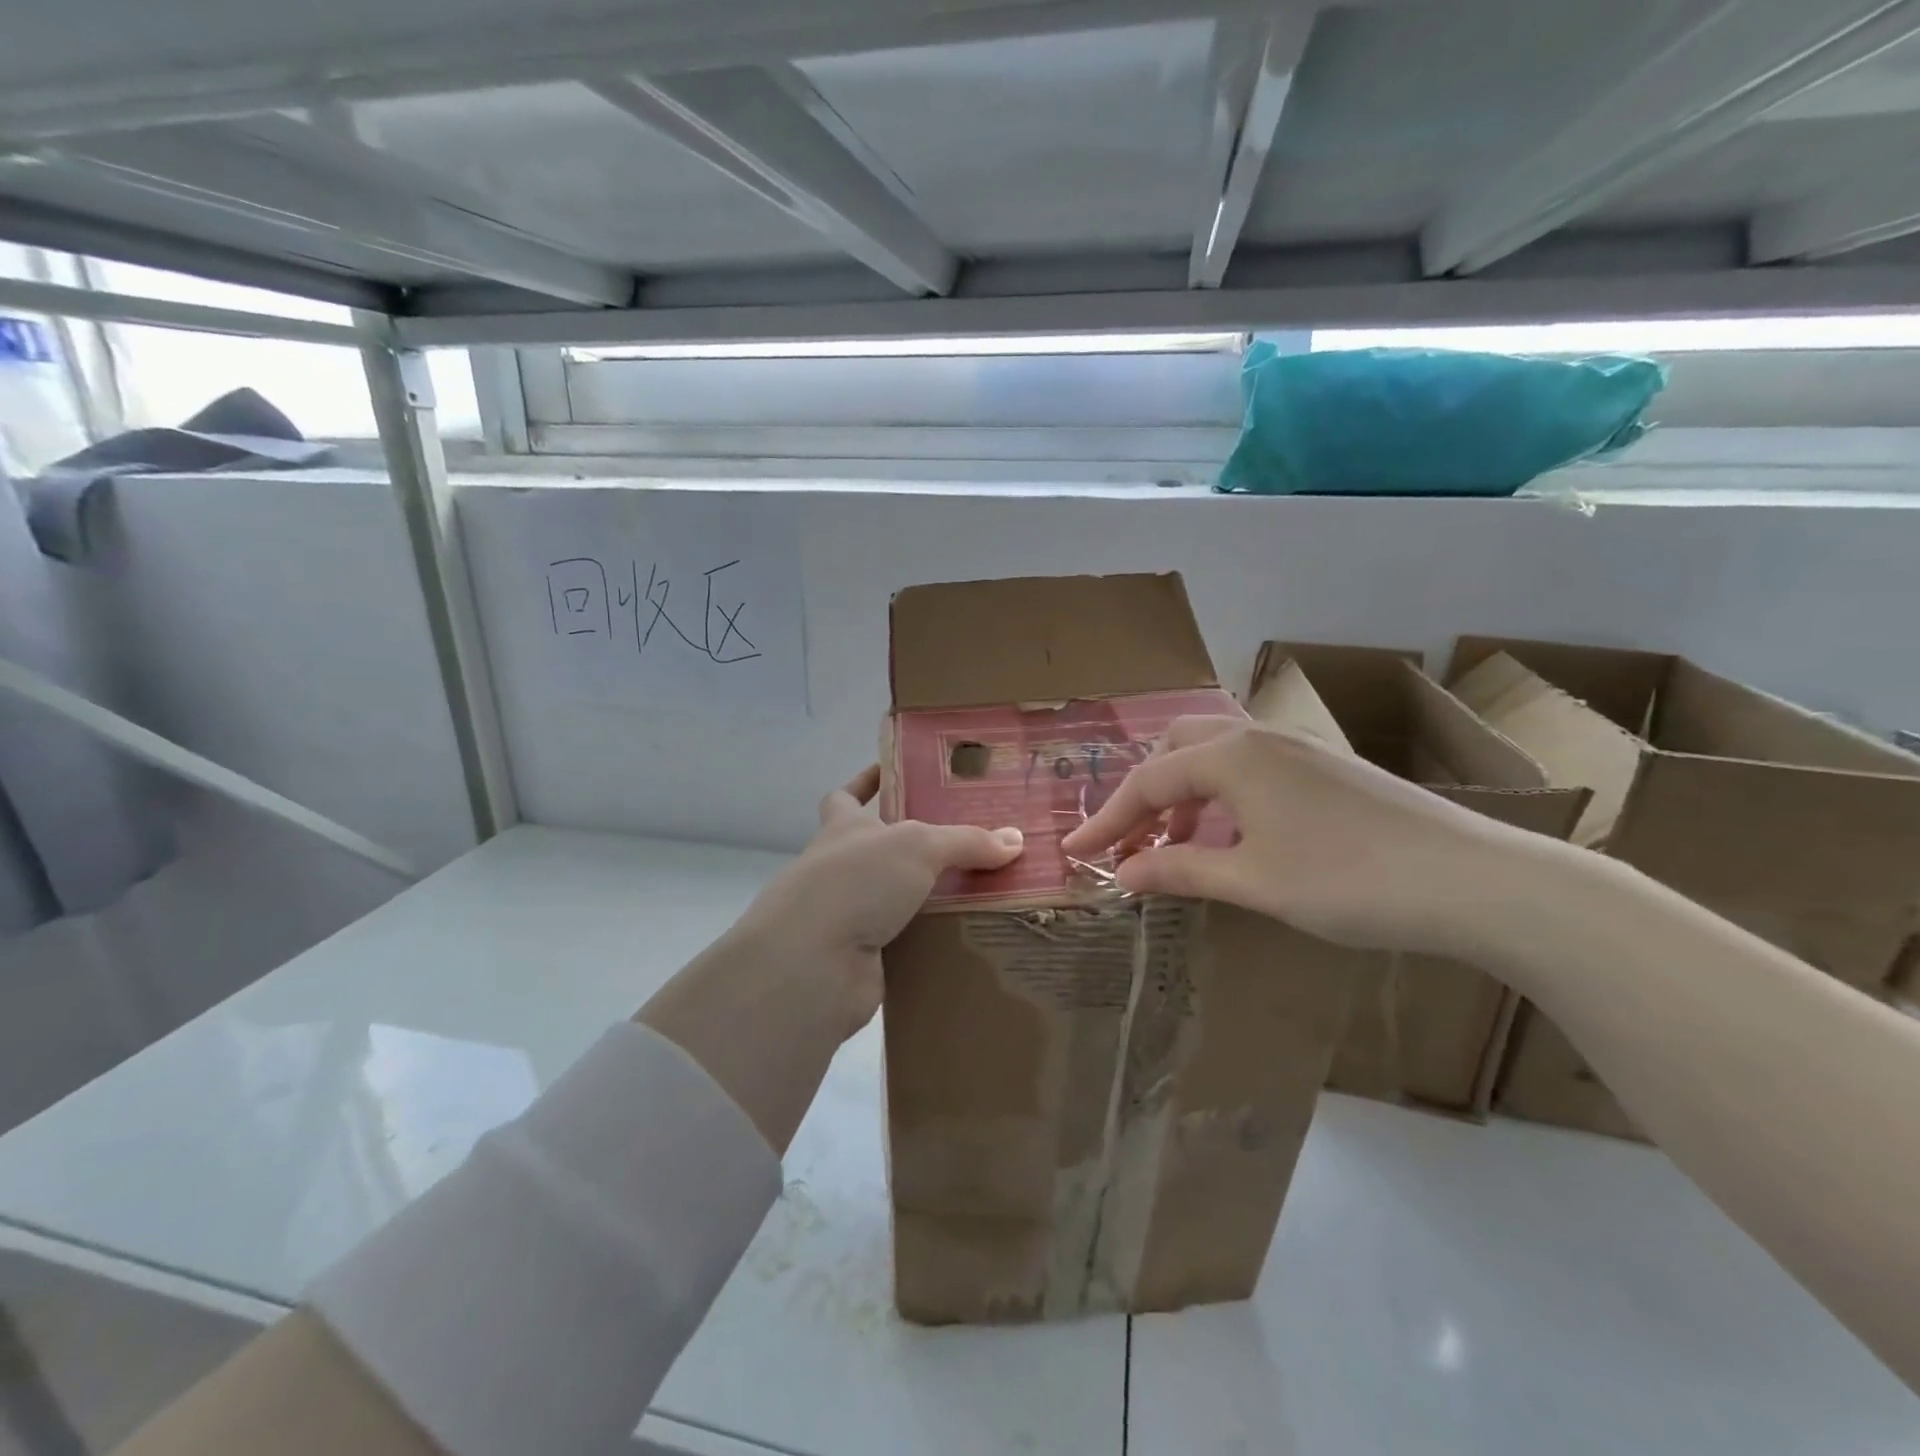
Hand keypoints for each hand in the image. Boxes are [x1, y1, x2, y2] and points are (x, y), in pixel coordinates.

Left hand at [727, 766, 1024, 1037]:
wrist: (812, 964)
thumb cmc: (856, 881)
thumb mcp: (917, 845)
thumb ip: (965, 841)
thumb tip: (1014, 840)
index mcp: (843, 829)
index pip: (846, 797)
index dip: (864, 782)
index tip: (890, 772)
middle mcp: (842, 869)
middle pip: (880, 850)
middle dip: (917, 847)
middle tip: (969, 842)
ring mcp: (850, 915)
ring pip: (898, 899)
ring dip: (932, 897)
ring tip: (986, 890)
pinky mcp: (863, 959)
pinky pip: (909, 943)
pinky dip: (934, 941)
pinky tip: (973, 937)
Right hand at [1061, 717, 1537, 955]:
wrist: (1475, 881)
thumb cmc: (1349, 881)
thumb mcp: (1252, 881)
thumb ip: (1179, 869)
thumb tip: (1122, 872)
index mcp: (1233, 757)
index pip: (1148, 782)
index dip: (1106, 820)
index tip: (1074, 854)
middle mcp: (1259, 738)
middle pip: (1177, 749)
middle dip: (1145, 793)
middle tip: (1132, 841)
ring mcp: (1298, 749)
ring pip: (1216, 756)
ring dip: (1184, 795)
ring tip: (1176, 847)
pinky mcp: (1327, 768)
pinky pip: (1250, 769)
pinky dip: (1221, 797)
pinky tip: (1233, 838)